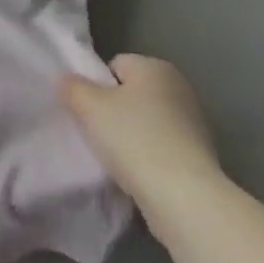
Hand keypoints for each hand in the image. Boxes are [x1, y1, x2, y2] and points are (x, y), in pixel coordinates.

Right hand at [59, 54, 220, 208]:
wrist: (184, 197)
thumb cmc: (134, 139)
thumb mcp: (90, 107)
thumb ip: (73, 87)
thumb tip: (64, 79)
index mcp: (155, 66)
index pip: (115, 65)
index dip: (96, 86)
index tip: (87, 112)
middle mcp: (178, 86)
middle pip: (132, 94)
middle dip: (114, 112)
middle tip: (96, 134)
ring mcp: (193, 122)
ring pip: (147, 123)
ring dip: (131, 137)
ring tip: (116, 160)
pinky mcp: (199, 156)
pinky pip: (162, 148)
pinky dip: (149, 158)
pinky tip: (137, 176)